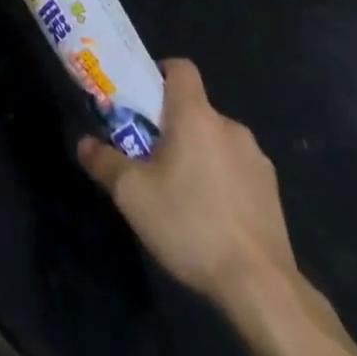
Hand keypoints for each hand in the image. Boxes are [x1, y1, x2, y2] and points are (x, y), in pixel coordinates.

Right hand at [78, 59, 296, 304]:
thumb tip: (84, 143)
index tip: (143, 100)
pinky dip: (223, 181)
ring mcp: (256, 158)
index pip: (180, 68)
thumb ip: (104, 162)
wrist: (262, 287)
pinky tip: (213, 218)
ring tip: (183, 193)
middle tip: (151, 157)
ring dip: (200, 154)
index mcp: (195, 115)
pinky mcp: (272, 191)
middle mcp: (229, 126)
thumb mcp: (132, 195)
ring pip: (217, 140)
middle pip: (195, 109)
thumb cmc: (191, 225)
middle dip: (173, 126)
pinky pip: (238, 169)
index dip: (159, 74)